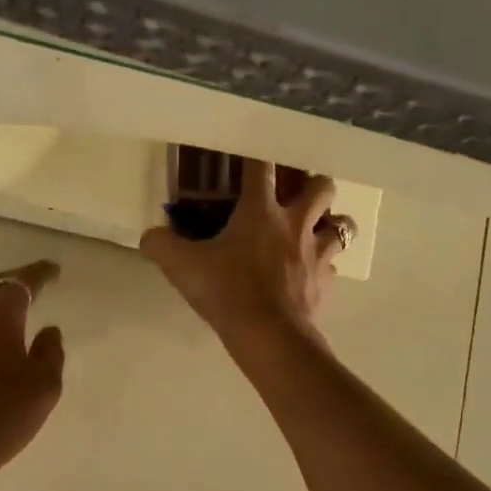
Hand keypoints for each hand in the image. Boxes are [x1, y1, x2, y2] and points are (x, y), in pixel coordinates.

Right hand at [140, 160, 345, 344]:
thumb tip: (149, 236)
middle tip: (296, 193)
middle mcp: (296, 224)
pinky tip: (308, 274)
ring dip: (329, 224)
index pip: (261, 168)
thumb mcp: (182, 267)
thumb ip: (160, 245)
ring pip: (341, 226)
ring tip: (313, 231)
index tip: (251, 153)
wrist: (270, 337)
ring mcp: (317, 254)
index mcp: (261, 211)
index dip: (256, 156)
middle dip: (313, 183)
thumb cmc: (227, 292)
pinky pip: (332, 266)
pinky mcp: (327, 283)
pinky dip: (322, 266)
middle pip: (321, 186)